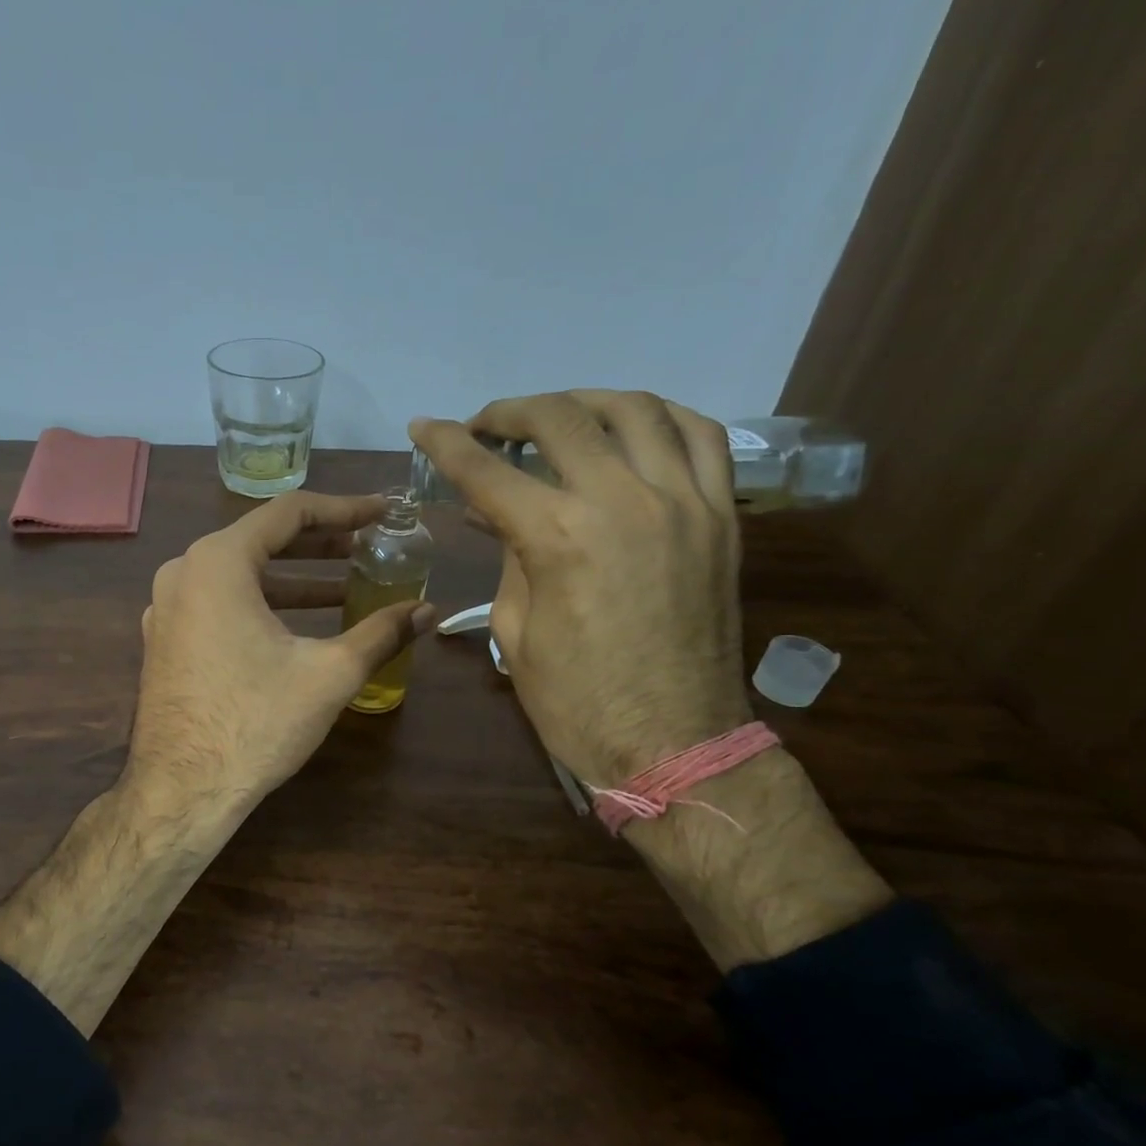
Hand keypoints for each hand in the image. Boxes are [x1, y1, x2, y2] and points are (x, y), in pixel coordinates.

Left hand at [127, 491, 434, 818]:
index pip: (289, 513)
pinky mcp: (165, 641)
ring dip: (293, 581)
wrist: (182, 791)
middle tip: (369, 549)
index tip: (383, 514)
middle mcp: (183, 573)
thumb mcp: (329, 673)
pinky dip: (261, 606)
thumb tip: (428, 612)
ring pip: (239, 576)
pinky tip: (297, 629)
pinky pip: (218, 605)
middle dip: (321, 546)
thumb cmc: (256, 722)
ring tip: (345, 590)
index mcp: (218, 562)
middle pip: (261, 541)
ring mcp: (166, 609)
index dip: (344, 510)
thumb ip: (381, 633)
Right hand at [411, 390, 749, 788]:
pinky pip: (701, 437)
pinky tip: (633, 426)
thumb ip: (509, 558)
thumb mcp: (516, 632)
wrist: (675, 743)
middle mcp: (623, 500)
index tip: (423, 427)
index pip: (487, 471)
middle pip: (560, 420)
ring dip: (583, 401)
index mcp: (559, 538)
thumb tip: (497, 515)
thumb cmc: (577, 702)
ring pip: (635, 409)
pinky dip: (661, 416)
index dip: (446, 444)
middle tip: (485, 426)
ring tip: (556, 416)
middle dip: (510, 412)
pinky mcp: (722, 516)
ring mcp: (683, 502)